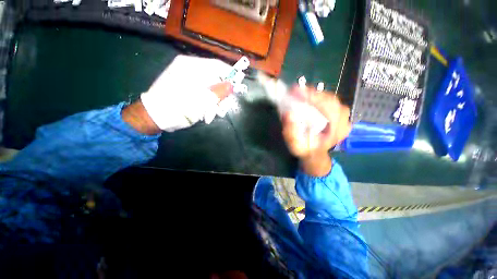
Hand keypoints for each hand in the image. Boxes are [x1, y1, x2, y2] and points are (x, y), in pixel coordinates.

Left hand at [139, 55, 232, 131]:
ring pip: (209, 86)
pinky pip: (201, 91)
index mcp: (192, 66)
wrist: (153, 117)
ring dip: (214, 101)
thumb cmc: (178, 108)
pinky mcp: (183, 85)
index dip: (231, 75)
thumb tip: (232, 85)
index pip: (218, 65)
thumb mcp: (202, 101)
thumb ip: (219, 92)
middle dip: (221, 94)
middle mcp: (188, 68)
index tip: (239, 85)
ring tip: (213, 114)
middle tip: (224, 108)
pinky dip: (206, 101)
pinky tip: (205, 112)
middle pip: (214, 77)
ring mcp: (185, 77)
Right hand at [282, 87, 351, 175]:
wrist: (315, 154)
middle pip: (330, 100)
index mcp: (336, 132)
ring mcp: (344, 118)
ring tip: (299, 93)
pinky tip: (308, 97)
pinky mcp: (339, 115)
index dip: (311, 98)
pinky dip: (318, 97)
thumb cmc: (305, 150)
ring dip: (314, 94)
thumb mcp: (296, 145)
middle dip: (311, 94)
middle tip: (295, 91)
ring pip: (330, 99)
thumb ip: (291, 132)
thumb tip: (287, 113)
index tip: (296, 91)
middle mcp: (344, 122)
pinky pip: (330, 101)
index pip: (328, 108)